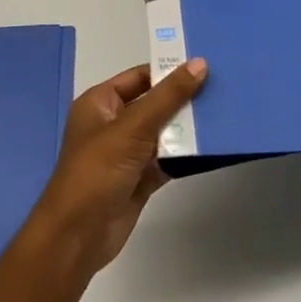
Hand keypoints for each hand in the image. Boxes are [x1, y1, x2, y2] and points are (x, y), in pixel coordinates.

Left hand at [26, 59, 207, 277]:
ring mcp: (126, 153)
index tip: (205, 64)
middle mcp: (113, 124)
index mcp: (100, 103)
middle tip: (221, 86)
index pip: (140, 76)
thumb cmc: (98, 171)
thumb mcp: (133, 127)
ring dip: (187, 127)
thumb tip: (200, 63)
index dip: (169, 70)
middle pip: (154, 104)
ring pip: (162, 132)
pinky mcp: (139, 179)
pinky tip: (211, 145)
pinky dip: (185, 154)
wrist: (77, 238)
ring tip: (223, 112)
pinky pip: (166, 159)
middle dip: (183, 98)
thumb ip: (168, 96)